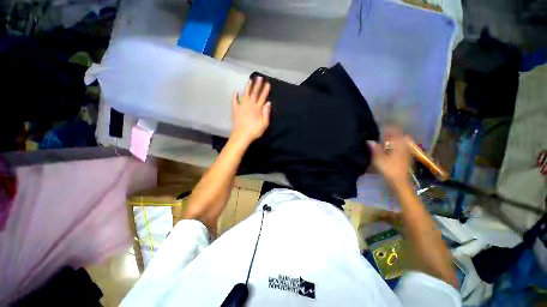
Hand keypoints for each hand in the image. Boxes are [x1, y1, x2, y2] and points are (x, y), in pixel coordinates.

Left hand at [230, 77, 271, 143]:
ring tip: (250, 80)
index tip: (267, 83)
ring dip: (248, 87)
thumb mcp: (264, 124)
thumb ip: (266, 113)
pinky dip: (235, 96)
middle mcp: (249, 105)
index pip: (262, 97)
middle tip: (259, 77)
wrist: (241, 136)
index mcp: (257, 109)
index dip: (265, 90)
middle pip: (254, 93)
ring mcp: (241, 106)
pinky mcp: (235, 110)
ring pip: (245, 94)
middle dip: (257, 85)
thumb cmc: (254, 131)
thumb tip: (268, 103)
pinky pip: (234, 101)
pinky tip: (236, 91)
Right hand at [368, 127, 411, 185]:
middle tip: (383, 133)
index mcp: (398, 145)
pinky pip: (401, 147)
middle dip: (392, 133)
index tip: (382, 126)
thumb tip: (369, 141)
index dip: (389, 128)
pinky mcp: (406, 158)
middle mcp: (404, 146)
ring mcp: (406, 152)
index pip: (395, 132)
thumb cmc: (389, 169)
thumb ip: (375, 148)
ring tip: (385, 139)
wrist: (399, 181)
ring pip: (401, 141)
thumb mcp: (379, 158)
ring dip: (394, 139)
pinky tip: (390, 148)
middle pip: (400, 136)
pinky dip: (396, 145)